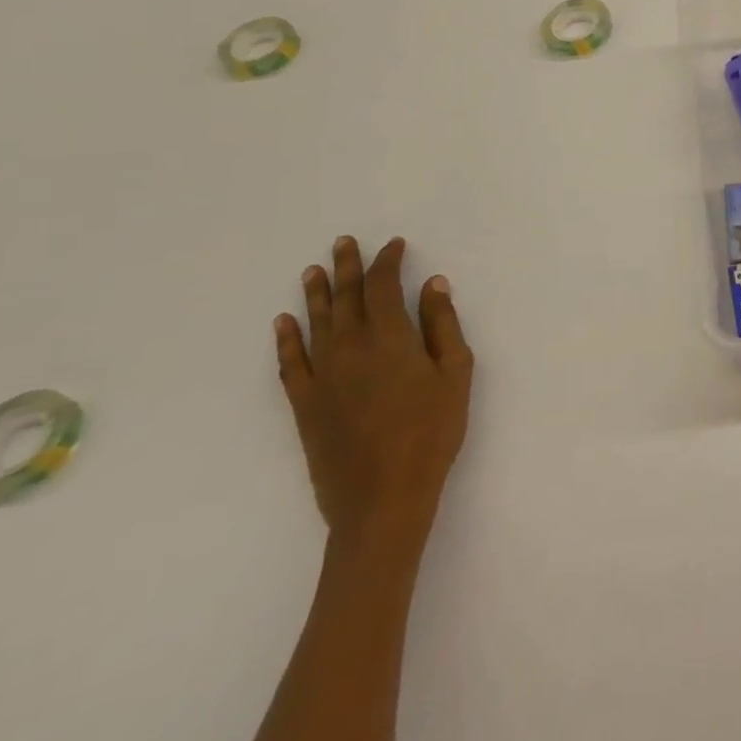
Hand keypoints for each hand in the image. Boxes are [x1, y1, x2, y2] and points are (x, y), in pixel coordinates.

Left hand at [274, 236, 473, 544]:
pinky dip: (286, 339)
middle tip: (344, 242)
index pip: (383, 286)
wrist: (382, 498)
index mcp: (389, 337)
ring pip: (316, 323)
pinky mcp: (305, 405)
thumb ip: (443, 325)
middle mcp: (350, 348)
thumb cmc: (432, 431)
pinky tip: (284, 323)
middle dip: (348, 267)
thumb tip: (432, 284)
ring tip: (313, 271)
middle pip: (346, 297)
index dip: (388, 262)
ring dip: (316, 294)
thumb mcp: (456, 373)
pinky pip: (290, 363)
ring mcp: (322, 376)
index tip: (394, 246)